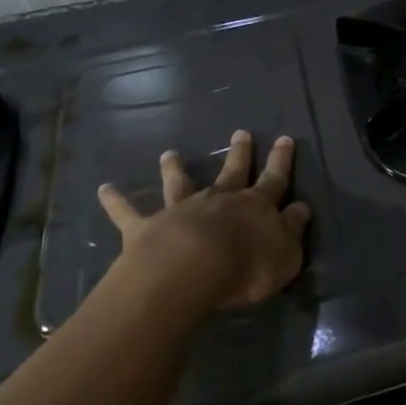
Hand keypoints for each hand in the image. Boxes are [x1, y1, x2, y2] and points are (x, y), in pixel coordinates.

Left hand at [97, 130, 310, 312]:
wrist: (191, 271)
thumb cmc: (246, 268)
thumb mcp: (286, 255)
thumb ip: (293, 230)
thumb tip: (301, 208)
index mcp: (255, 207)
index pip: (275, 180)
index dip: (281, 161)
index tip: (284, 139)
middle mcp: (220, 200)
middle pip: (232, 172)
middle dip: (240, 153)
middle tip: (241, 133)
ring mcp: (182, 209)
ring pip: (179, 183)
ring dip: (175, 168)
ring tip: (170, 153)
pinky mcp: (147, 227)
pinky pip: (128, 212)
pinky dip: (116, 200)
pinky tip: (104, 189)